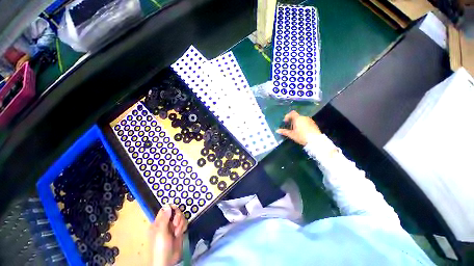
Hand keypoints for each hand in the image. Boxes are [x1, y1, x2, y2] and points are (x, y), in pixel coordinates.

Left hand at [149, 205, 187, 265]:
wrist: (168, 260)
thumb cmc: (161, 247)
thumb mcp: (161, 233)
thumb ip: (164, 219)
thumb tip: (167, 205)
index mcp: (158, 223)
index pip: (166, 209)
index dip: (171, 208)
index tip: (175, 211)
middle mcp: (166, 223)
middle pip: (175, 212)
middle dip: (177, 217)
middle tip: (175, 225)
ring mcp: (173, 227)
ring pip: (181, 217)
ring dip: (181, 223)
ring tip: (177, 232)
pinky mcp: (179, 230)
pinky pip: (184, 222)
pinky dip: (184, 226)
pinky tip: (181, 233)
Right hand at [276, 110, 320, 145]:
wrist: (315, 140)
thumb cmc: (301, 136)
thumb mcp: (291, 134)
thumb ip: (284, 131)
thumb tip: (277, 130)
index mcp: (298, 118)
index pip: (292, 113)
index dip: (287, 116)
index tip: (285, 122)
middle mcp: (304, 117)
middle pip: (296, 116)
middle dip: (292, 120)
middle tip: (290, 127)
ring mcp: (310, 120)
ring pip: (301, 119)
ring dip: (297, 122)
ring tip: (295, 129)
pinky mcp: (314, 124)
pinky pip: (306, 121)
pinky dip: (302, 124)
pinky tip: (302, 131)